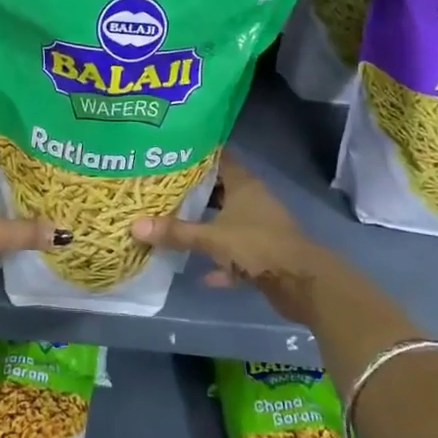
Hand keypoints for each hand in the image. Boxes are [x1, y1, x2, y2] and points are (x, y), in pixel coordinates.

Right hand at [131, 154, 329, 324]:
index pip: (219, 158)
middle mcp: (253, 201)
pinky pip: (236, 254)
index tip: (169, 153)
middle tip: (161, 190)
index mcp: (244, 185)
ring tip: (173, 225)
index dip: (196, 155)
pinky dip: (221, 262)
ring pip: (227, 222)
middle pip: (220, 190)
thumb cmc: (258, 246)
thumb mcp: (212, 238)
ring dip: (206, 226)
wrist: (303, 284)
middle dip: (194, 192)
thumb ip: (176, 232)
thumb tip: (135, 226)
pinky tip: (202, 274)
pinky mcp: (264, 255)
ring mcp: (260, 228)